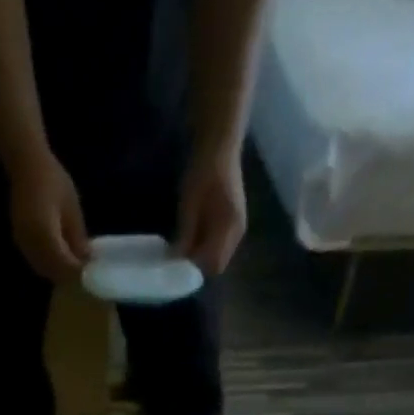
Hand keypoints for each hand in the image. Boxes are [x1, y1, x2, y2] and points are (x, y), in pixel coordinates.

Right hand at [8, 152, 89, 281]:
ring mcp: (22, 244)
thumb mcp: (72, 208)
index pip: (63, 265)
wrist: (26, 165)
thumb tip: (86, 260)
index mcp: (44, 234)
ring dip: (59, 273)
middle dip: (69, 277)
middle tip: (86, 276)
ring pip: (43, 270)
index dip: (78, 273)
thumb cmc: (53, 180)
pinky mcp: (20, 242)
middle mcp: (30, 244)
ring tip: (75, 270)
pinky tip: (61, 261)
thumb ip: (77, 237)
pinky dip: (49, 266)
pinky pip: (36, 261)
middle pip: (52, 272)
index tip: (92, 276)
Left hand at [176, 149, 246, 276]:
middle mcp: (237, 232)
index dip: (196, 269)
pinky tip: (190, 240)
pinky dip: (204, 247)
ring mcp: (236, 228)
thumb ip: (186, 234)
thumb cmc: (203, 171)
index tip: (176, 268)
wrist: (219, 145)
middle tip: (176, 262)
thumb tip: (176, 259)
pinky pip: (218, 244)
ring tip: (181, 251)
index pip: (214, 264)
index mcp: (229, 227)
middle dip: (198, 266)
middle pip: (217, 263)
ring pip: (217, 255)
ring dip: (200, 257)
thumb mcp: (189, 204)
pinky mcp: (231, 222)